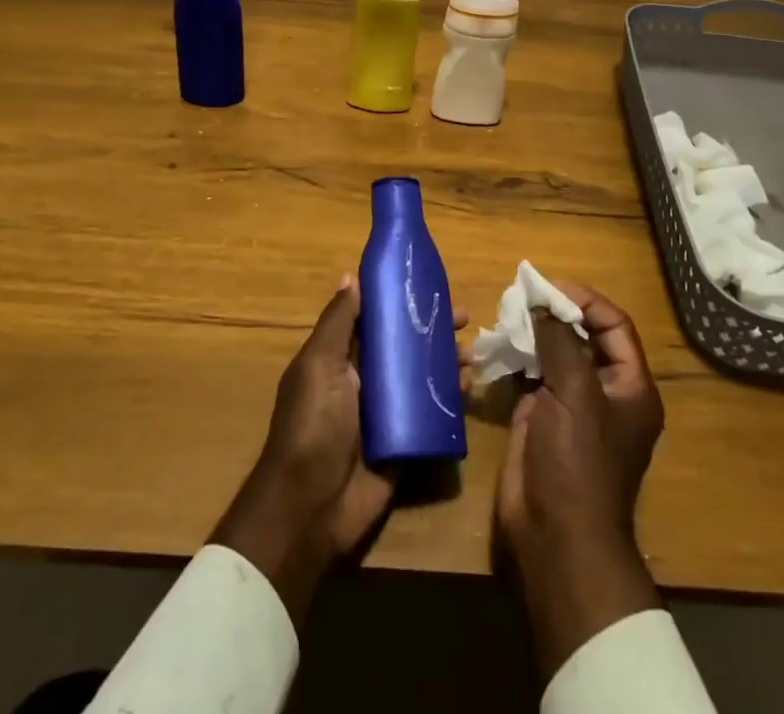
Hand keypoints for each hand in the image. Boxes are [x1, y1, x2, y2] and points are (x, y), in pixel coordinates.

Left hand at [212, 275, 463, 623]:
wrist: (311, 508)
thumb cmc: (312, 425)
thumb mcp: (319, 366)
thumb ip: (337, 323)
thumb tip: (351, 276)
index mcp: (341, 357)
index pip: (376, 318)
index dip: (401, 300)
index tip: (430, 284)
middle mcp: (366, 379)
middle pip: (405, 345)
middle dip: (432, 329)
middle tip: (463, 318)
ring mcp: (388, 411)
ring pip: (423, 376)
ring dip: (448, 361)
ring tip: (472, 352)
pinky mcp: (407, 442)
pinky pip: (433, 414)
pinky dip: (452, 399)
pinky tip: (470, 387)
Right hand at [493, 285, 665, 677]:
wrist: (556, 537)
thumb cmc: (578, 462)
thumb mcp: (575, 394)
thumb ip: (559, 341)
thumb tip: (541, 302)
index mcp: (630, 387)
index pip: (614, 325)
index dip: (584, 300)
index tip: (548, 286)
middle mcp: (604, 392)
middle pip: (584, 336)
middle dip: (556, 312)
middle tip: (523, 294)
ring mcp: (571, 405)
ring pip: (555, 353)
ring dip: (534, 330)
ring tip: (509, 310)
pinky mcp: (541, 417)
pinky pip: (532, 374)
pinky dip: (518, 354)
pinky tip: (500, 340)